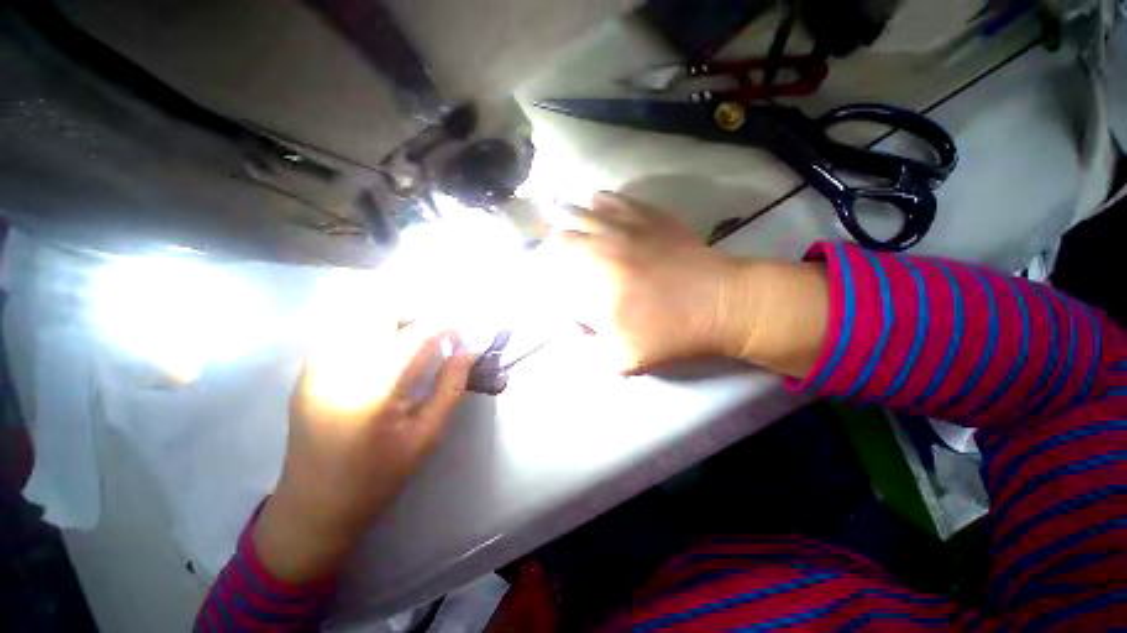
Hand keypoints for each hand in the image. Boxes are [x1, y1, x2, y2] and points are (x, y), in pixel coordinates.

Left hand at [253, 322, 474, 582]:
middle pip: (385, 314)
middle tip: (439, 336)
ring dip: (397, 322)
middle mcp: (342, 367)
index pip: (417, 335)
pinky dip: (375, 332)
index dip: (445, 323)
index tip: (463, 328)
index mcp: (375, 389)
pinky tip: (385, 355)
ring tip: (415, 344)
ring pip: (364, 318)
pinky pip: (348, 332)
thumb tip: (468, 351)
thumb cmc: (378, 475)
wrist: (313, 504)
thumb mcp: (427, 435)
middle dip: (419, 316)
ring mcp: (319, 365)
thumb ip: (451, 387)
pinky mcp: (308, 369)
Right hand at [553, 192, 754, 372]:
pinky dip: (606, 203)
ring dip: (578, 212)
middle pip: (569, 219)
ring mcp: (634, 221)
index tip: (546, 265)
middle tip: (556, 243)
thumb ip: (588, 347)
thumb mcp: (621, 357)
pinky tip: (605, 210)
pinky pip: (621, 199)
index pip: (558, 249)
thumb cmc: (669, 331)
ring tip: (575, 223)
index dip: (546, 256)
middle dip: (556, 230)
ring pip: (592, 203)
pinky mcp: (655, 216)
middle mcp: (609, 236)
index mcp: (596, 267)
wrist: (721, 305)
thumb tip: (574, 326)